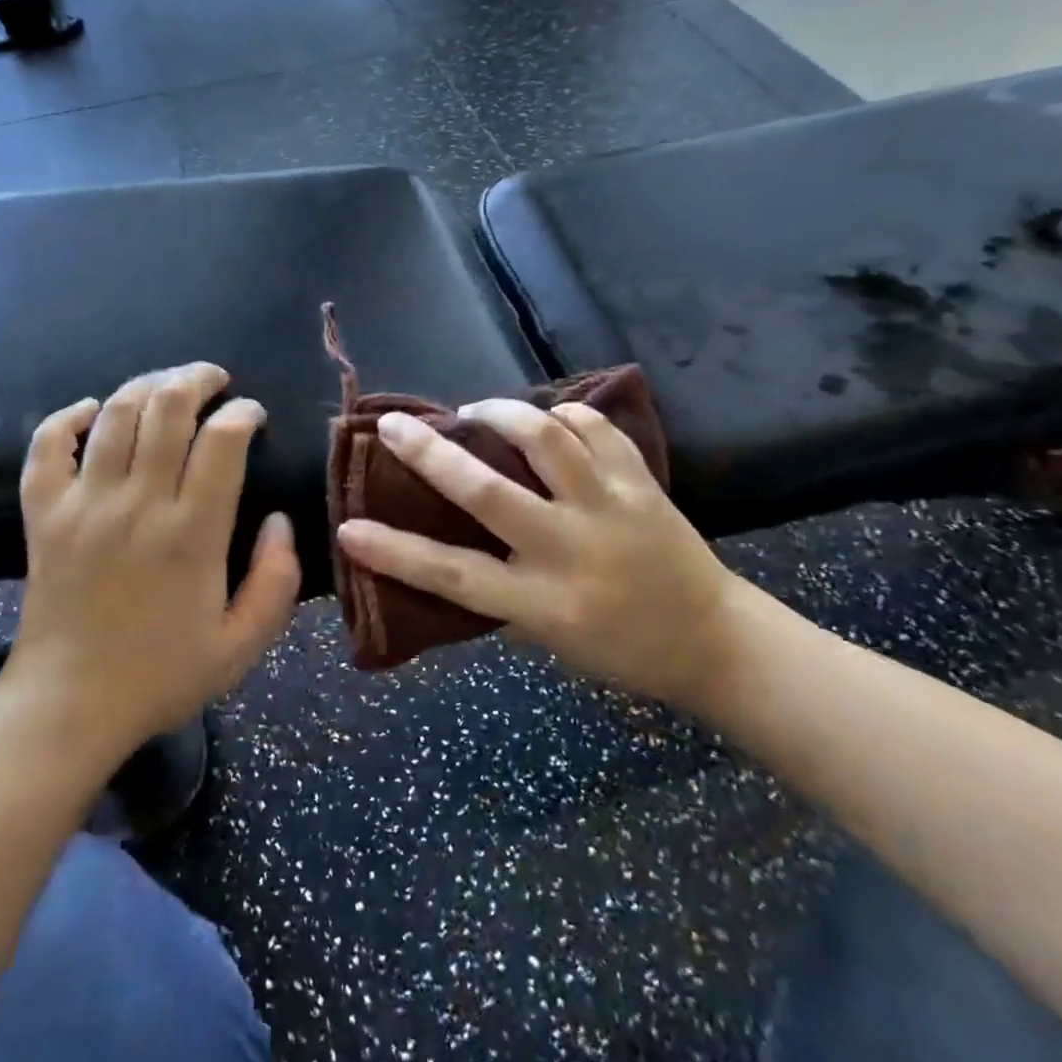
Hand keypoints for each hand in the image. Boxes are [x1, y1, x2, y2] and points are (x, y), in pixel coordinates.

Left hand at [3, 363, 300, 756]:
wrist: (69, 708)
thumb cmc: (161, 676)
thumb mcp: (243, 645)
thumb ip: (277, 580)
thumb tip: (278, 521)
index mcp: (192, 533)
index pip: (222, 441)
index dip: (243, 413)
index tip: (252, 415)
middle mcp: (138, 504)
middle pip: (166, 408)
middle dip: (196, 379)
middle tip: (214, 380)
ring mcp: (84, 504)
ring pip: (115, 414)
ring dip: (146, 385)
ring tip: (168, 385)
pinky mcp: (43, 515)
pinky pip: (47, 447)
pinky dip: (69, 417)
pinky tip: (92, 410)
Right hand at [335, 400, 744, 709]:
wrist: (712, 641)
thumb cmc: (618, 650)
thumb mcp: (548, 637)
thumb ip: (500, 590)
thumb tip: (448, 539)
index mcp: (542, 605)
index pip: (453, 576)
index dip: (395, 552)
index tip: (349, 527)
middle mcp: (570, 552)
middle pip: (488, 493)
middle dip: (431, 455)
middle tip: (394, 426)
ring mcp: (610, 510)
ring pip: (546, 440)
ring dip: (501, 413)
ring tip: (477, 412)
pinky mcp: (641, 483)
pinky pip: (595, 429)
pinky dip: (564, 414)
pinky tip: (547, 417)